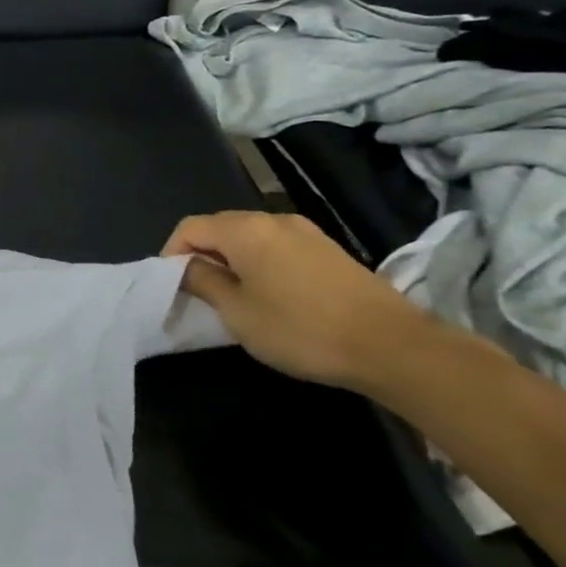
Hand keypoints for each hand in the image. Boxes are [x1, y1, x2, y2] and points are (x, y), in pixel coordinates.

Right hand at [162, 211, 444, 389]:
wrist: (393, 347)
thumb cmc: (302, 329)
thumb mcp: (238, 313)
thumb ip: (204, 282)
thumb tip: (187, 267)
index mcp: (244, 229)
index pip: (189, 227)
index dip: (171, 253)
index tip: (172, 286)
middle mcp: (272, 219)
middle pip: (220, 227)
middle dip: (202, 254)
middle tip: (198, 291)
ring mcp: (305, 231)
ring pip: (250, 237)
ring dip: (232, 260)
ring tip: (233, 295)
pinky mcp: (328, 249)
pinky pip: (277, 246)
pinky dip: (261, 263)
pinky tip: (271, 294)